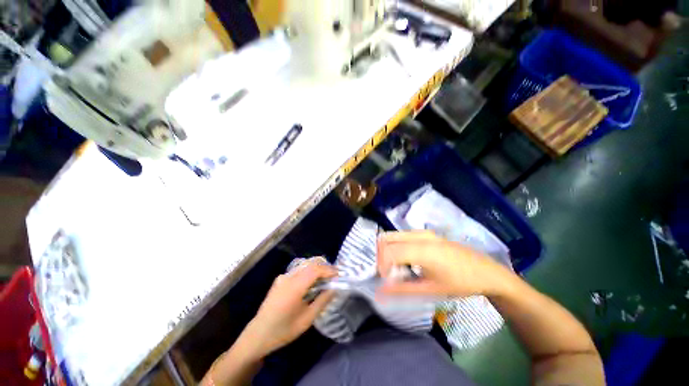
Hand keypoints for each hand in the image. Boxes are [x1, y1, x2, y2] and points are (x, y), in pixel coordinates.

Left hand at [243, 259, 335, 357]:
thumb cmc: (283, 330)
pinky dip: (308, 273)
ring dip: (317, 269)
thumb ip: (322, 301)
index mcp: (294, 286)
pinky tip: (311, 284)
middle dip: (324, 267)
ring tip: (326, 279)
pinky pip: (298, 271)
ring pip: (304, 266)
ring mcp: (283, 277)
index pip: (315, 270)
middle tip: (334, 276)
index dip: (329, 270)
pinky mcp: (280, 280)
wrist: (257, 335)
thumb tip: (334, 288)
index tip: (339, 275)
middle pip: (310, 265)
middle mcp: (288, 277)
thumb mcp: (307, 319)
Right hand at [377, 231, 509, 297]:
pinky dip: (395, 246)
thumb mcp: (431, 290)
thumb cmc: (460, 283)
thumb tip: (380, 291)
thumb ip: (403, 289)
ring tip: (395, 267)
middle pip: (386, 239)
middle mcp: (419, 235)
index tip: (386, 280)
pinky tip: (404, 260)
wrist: (487, 272)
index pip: (389, 252)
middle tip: (387, 273)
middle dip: (380, 256)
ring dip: (387, 250)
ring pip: (392, 235)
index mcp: (422, 250)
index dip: (381, 266)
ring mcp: (422, 231)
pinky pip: (401, 235)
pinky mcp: (425, 232)